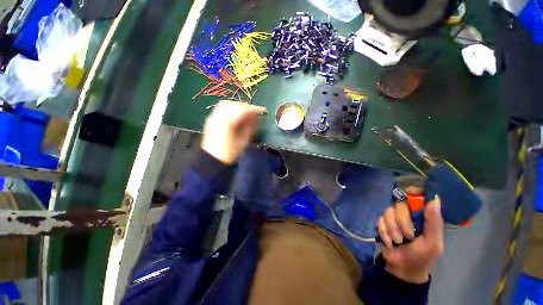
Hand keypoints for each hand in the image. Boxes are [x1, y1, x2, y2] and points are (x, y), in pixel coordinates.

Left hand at [201, 100, 266, 163]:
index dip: (253, 109)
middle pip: (234, 105)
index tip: (262, 111)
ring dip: (238, 106)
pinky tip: (236, 114)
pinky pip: (221, 108)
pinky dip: (231, 108)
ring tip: (246, 112)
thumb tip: (255, 117)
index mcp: (228, 124)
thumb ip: (249, 127)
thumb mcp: (243, 141)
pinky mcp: (211, 119)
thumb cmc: (230, 153)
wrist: (213, 159)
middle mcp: (219, 117)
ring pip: (226, 104)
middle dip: (246, 106)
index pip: (242, 110)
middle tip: (254, 112)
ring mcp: (213, 117)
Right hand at [377, 191, 443, 283]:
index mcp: (422, 217)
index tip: (410, 203)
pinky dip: (384, 231)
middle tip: (407, 237)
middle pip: (399, 205)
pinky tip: (389, 241)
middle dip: (401, 222)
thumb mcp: (432, 243)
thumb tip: (435, 199)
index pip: (416, 197)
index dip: (411, 194)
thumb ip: (434, 223)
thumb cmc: (422, 257)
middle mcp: (408, 214)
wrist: (402, 269)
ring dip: (392, 229)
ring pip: (387, 212)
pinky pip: (379, 220)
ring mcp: (393, 218)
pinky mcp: (382, 223)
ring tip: (397, 241)